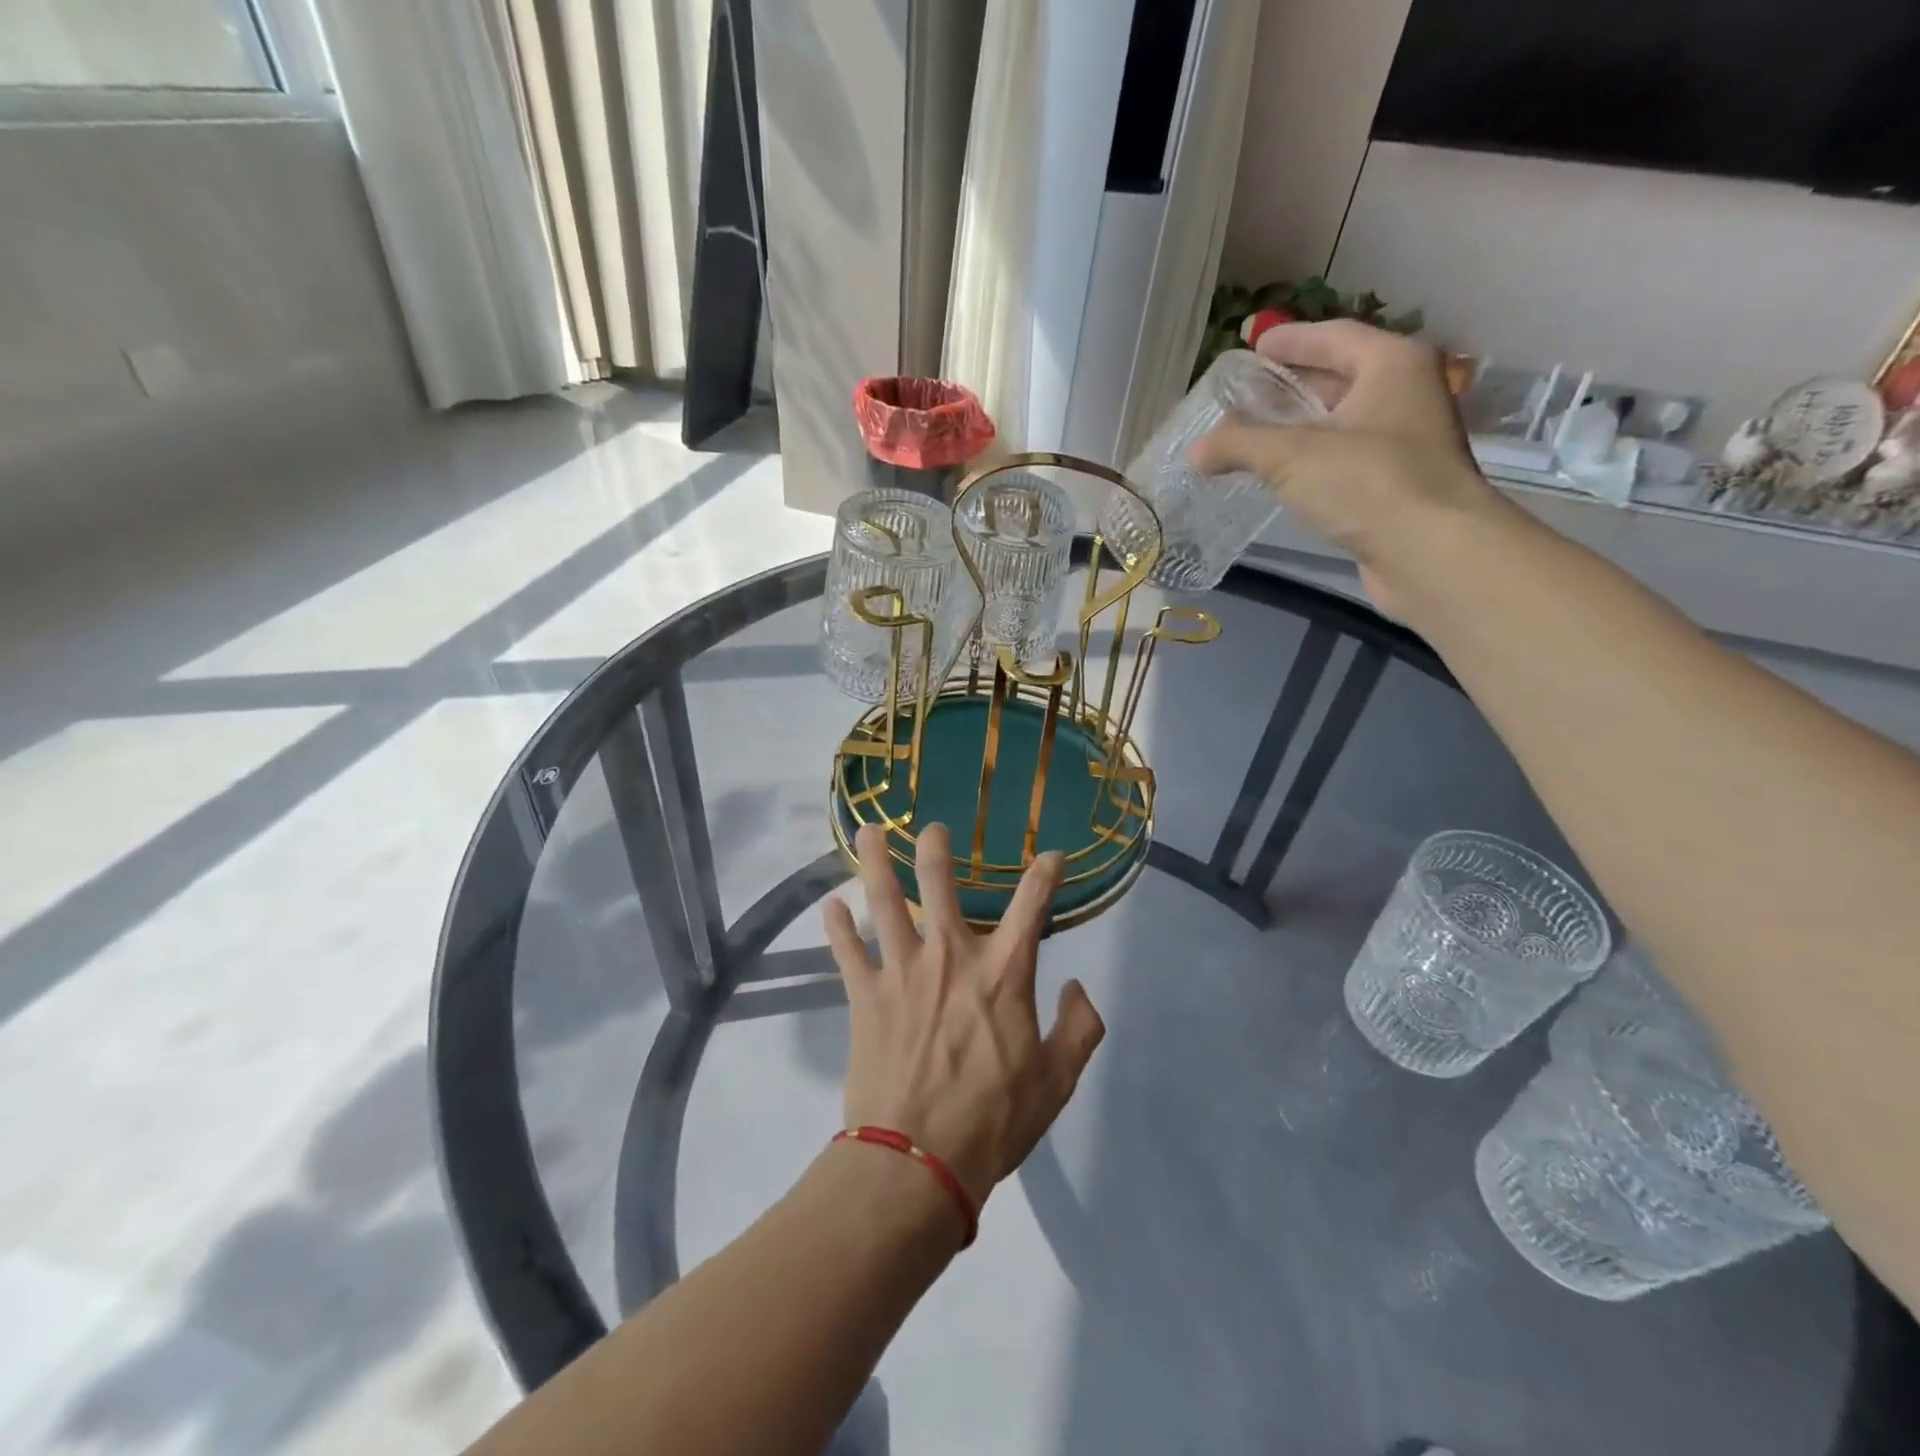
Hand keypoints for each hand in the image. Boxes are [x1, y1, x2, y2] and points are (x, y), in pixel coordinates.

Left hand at [822, 823, 1105, 1211]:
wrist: (917, 1162)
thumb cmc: (992, 1121)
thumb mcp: (1057, 1082)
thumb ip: (1079, 1029)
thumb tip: (1078, 988)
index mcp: (1003, 974)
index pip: (1031, 907)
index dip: (1045, 874)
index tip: (1050, 855)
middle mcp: (950, 957)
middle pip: (940, 886)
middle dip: (936, 850)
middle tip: (931, 827)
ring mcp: (902, 971)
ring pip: (884, 902)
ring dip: (877, 863)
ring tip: (869, 831)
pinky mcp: (864, 996)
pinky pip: (846, 951)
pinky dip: (837, 927)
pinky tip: (829, 906)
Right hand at [1191, 320, 1514, 618]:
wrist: (1430, 552)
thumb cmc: (1367, 482)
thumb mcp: (1291, 456)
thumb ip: (1239, 445)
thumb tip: (1195, 451)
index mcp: (1392, 364)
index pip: (1333, 338)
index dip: (1290, 341)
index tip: (1253, 346)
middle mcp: (1406, 393)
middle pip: (1339, 378)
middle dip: (1290, 386)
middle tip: (1244, 395)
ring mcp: (1406, 441)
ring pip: (1341, 422)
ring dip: (1298, 427)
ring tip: (1252, 436)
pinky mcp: (1397, 484)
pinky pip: (1344, 458)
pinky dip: (1312, 460)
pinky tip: (1282, 476)